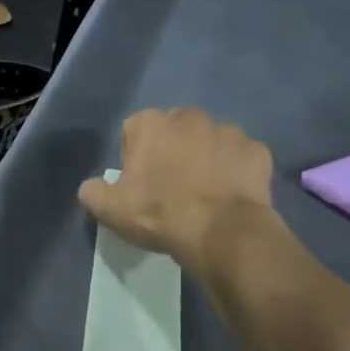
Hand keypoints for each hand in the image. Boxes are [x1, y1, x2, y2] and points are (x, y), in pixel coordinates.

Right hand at [78, 108, 275, 271]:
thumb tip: (92, 187)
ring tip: (204, 195)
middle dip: (172, 152)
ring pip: (210, 141)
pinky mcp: (257, 151)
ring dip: (205, 159)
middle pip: (174, 131)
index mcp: (151, 124)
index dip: (135, 158)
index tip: (140, 185)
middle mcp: (190, 116)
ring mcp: (228, 131)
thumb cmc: (160, 215)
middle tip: (172, 189)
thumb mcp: (111, 210)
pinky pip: (241, 158)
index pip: (134, 131)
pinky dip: (235, 172)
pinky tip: (230, 197)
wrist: (221, 233)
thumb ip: (93, 192)